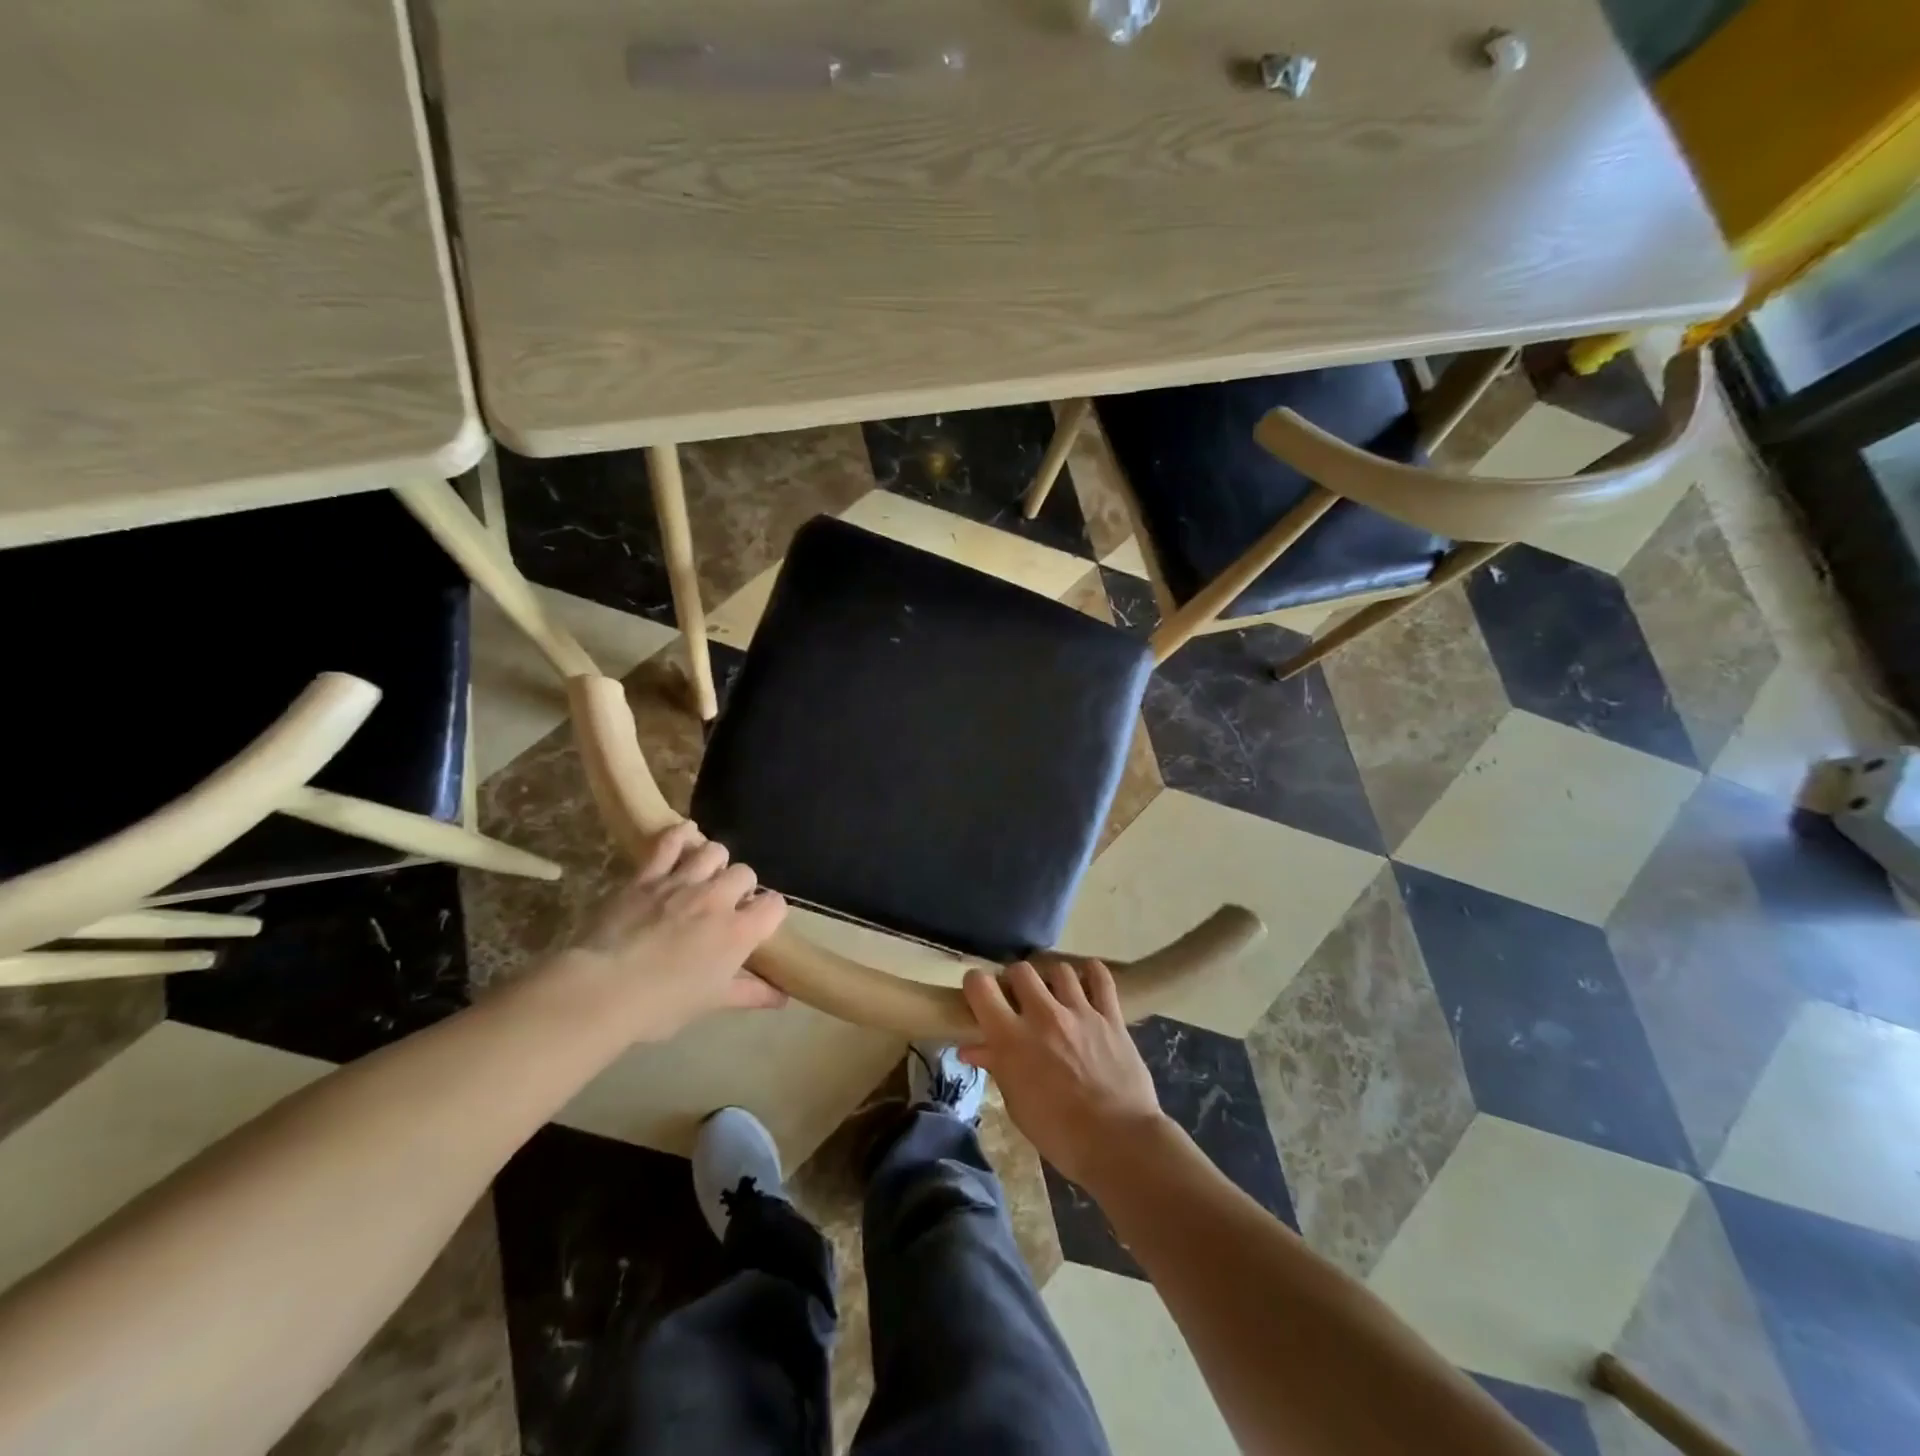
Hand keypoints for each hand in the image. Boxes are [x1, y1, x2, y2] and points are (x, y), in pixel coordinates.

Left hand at [538, 821, 787, 1042]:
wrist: (602, 989)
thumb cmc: (661, 1005)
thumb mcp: (710, 1003)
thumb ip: (749, 993)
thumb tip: (782, 998)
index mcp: (739, 932)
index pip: (775, 904)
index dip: (769, 913)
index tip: (757, 925)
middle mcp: (718, 898)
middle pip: (745, 873)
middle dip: (740, 887)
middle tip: (724, 906)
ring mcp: (683, 881)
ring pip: (715, 850)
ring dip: (714, 862)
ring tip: (704, 877)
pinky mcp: (648, 874)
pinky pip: (672, 840)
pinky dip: (682, 835)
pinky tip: (684, 839)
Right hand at [959, 959, 1168, 1188]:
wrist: (1118, 1142)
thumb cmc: (1059, 1133)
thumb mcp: (1017, 1105)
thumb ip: (996, 1067)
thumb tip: (971, 1048)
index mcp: (1012, 1038)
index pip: (981, 987)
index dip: (975, 985)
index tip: (979, 994)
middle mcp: (1043, 1015)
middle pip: (1020, 970)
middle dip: (1015, 980)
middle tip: (1019, 999)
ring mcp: (1080, 1011)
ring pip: (1059, 969)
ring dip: (1051, 979)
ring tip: (1054, 995)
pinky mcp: (1110, 1015)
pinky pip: (1101, 977)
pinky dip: (1092, 973)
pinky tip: (1087, 981)